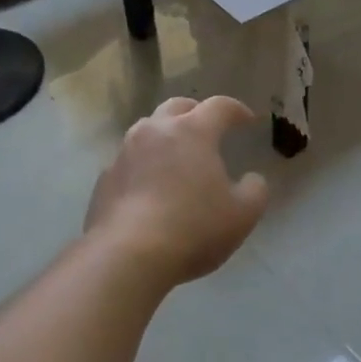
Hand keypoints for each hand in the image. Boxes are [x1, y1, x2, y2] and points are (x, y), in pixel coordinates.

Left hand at [85, 96, 270, 286]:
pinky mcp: (105, 178)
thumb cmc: (193, 228)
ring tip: (176, 156)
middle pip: (177, 106)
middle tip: (208, 128)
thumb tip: (252, 179)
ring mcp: (125, 152)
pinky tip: (150, 187)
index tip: (248, 120)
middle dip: (196, 112)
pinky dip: (144, 165)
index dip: (236, 110)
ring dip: (165, 135)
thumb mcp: (242, 214)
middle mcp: (155, 131)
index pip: (219, 106)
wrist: (127, 255)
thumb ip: (255, 190)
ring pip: (147, 130)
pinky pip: (129, 161)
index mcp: (192, 131)